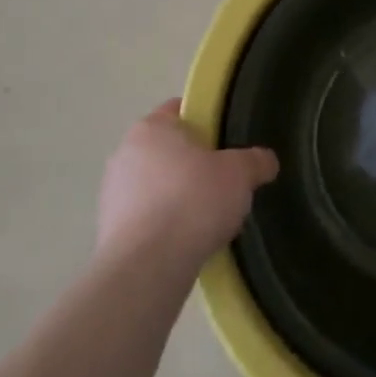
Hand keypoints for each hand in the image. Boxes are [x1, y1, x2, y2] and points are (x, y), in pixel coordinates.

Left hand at [97, 100, 278, 270]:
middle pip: (168, 150)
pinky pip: (146, 219)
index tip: (227, 144)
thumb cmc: (193, 201)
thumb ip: (255, 161)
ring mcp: (113, 192)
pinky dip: (165, 226)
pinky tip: (188, 243)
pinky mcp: (109, 229)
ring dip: (179, 199)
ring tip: (209, 221)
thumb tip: (266, 160)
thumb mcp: (239, 175)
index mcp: (152, 127)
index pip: (180, 110)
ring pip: (157, 186)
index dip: (207, 122)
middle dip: (194, 166)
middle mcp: (125, 152)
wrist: (147, 266)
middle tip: (224, 184)